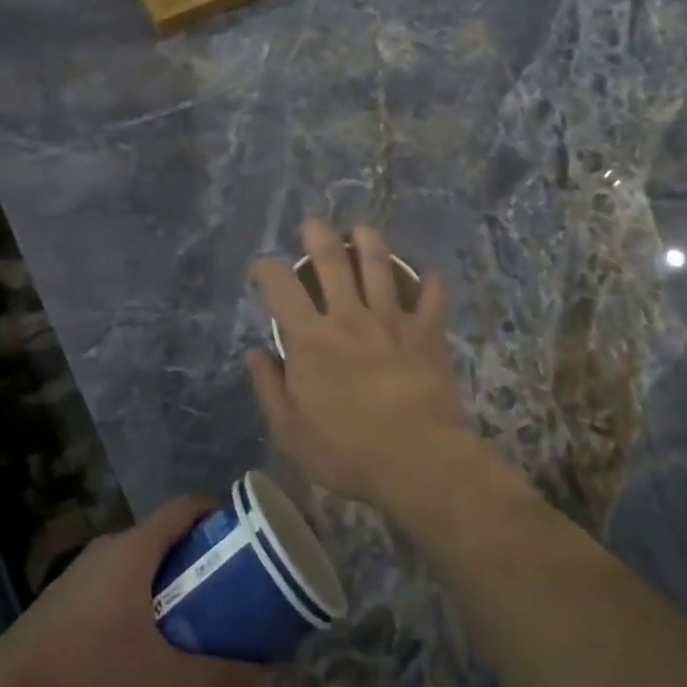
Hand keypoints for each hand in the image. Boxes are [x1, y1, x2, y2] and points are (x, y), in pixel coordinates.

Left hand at [0, 497, 274, 686]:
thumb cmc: (86, 668)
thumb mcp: (159, 678)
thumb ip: (217, 678)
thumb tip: (271, 683)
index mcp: (135, 546)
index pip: (186, 506)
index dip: (218, 512)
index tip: (245, 536)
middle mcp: (112, 544)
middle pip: (167, 532)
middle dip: (200, 552)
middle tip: (228, 583)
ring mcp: (86, 566)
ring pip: (142, 555)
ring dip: (170, 574)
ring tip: (196, 610)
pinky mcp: (70, 591)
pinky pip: (119, 574)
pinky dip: (143, 588)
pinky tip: (147, 633)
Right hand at [247, 220, 470, 505]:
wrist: (416, 460)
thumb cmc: (346, 452)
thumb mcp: (290, 432)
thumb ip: (269, 388)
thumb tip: (254, 354)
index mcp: (310, 339)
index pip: (280, 286)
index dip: (266, 268)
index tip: (262, 268)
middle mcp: (349, 317)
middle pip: (332, 258)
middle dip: (318, 234)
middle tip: (313, 225)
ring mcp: (391, 319)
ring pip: (379, 263)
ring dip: (368, 240)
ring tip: (361, 230)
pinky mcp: (427, 331)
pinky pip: (432, 294)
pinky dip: (430, 279)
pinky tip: (426, 271)